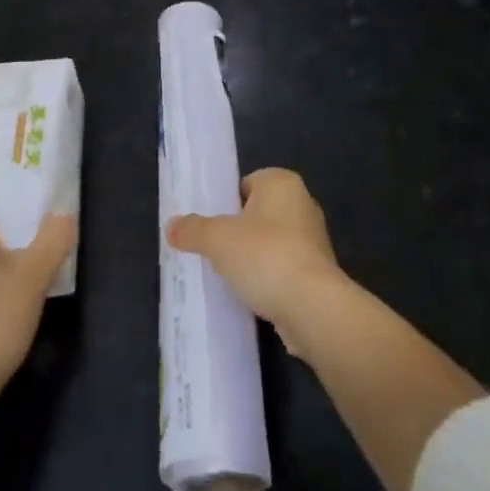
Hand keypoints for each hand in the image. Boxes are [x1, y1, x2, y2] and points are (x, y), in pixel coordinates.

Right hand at [167, 168, 346, 358]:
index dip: (225, 204)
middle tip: (214, 251)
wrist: (312, 308)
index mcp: (282, 183)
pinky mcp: (318, 273)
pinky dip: (268, 279)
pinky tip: (252, 295)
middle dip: (237, 232)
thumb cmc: (265, 256)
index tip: (210, 226)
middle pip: (257, 214)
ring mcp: (313, 240)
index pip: (246, 184)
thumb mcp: (217, 239)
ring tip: (229, 276)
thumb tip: (171, 226)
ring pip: (271, 243)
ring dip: (253, 258)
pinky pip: (283, 269)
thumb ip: (192, 229)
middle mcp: (303, 204)